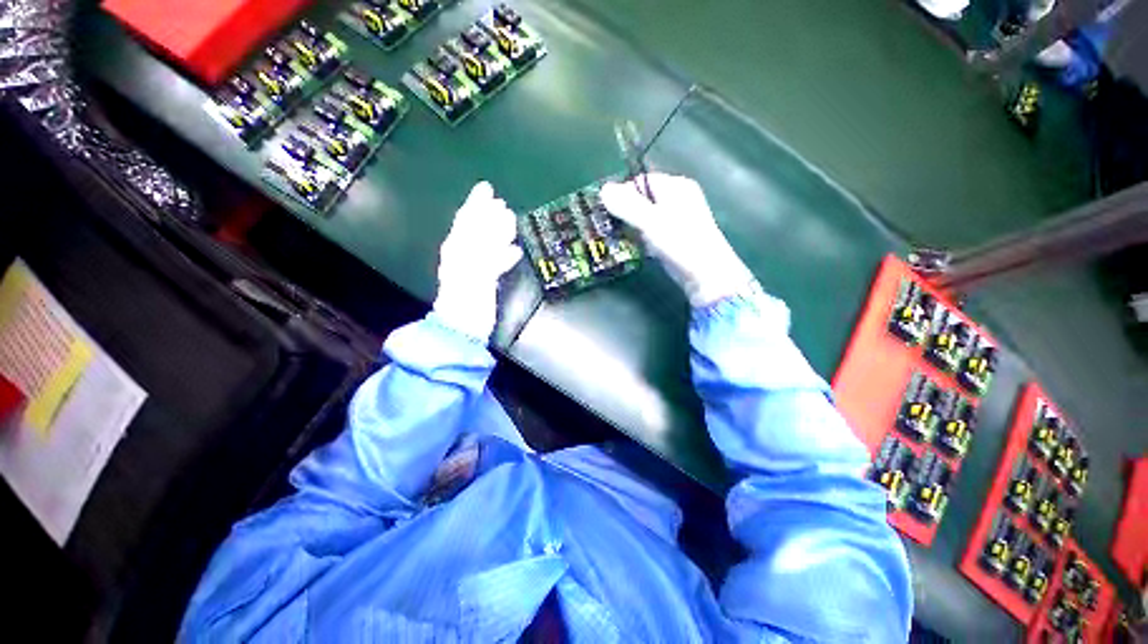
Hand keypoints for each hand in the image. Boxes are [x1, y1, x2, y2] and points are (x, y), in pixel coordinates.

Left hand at [433, 181, 522, 341]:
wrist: (462, 329)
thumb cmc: (468, 299)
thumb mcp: (477, 270)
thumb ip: (489, 245)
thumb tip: (504, 220)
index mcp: (458, 249)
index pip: (468, 220)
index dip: (477, 203)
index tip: (487, 188)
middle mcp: (462, 255)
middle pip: (475, 230)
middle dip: (488, 215)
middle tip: (501, 203)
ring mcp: (472, 269)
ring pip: (485, 244)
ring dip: (497, 232)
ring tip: (510, 222)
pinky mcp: (481, 282)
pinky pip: (493, 262)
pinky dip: (503, 255)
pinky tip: (515, 253)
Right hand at [600, 173, 752, 307]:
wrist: (706, 275)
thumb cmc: (681, 243)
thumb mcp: (651, 221)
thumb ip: (627, 205)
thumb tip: (603, 189)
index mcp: (676, 186)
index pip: (641, 181)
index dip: (622, 194)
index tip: (606, 211)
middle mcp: (677, 199)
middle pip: (642, 200)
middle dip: (624, 212)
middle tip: (607, 226)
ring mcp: (675, 220)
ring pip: (645, 218)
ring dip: (630, 227)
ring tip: (615, 238)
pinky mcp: (673, 239)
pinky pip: (651, 233)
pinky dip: (640, 239)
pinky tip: (632, 248)